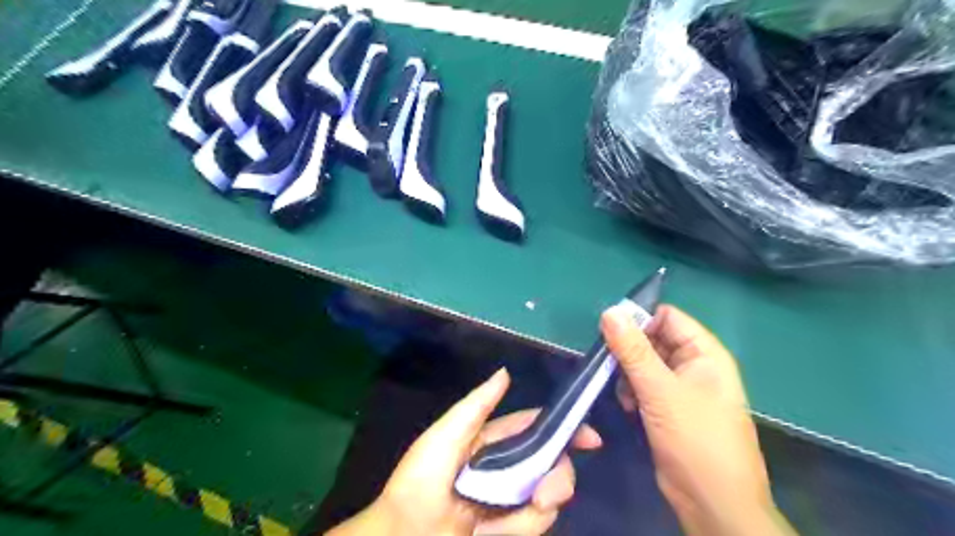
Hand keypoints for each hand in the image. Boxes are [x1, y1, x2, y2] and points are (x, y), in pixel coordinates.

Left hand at [324, 369, 598, 535]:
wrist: (404, 535)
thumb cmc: (421, 480)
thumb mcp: (445, 436)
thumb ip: (477, 406)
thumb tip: (506, 373)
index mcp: (494, 440)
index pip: (535, 428)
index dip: (564, 429)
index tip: (591, 439)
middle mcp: (508, 467)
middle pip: (552, 463)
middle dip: (558, 477)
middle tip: (544, 495)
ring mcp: (511, 499)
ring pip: (548, 497)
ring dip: (535, 510)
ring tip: (498, 525)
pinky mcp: (511, 527)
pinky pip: (533, 525)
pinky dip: (516, 530)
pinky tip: (489, 533)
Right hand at [603, 306, 800, 534]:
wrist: (713, 503)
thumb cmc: (695, 439)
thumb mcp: (661, 391)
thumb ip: (633, 351)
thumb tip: (610, 311)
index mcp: (704, 353)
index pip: (668, 317)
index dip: (640, 320)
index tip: (610, 331)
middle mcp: (695, 366)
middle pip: (654, 340)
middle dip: (630, 350)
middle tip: (607, 362)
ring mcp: (682, 389)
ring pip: (646, 364)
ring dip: (628, 373)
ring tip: (621, 390)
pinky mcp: (669, 409)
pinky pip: (645, 386)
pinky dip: (632, 391)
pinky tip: (626, 405)